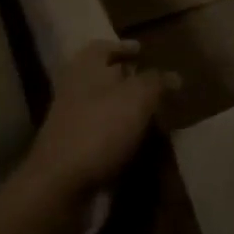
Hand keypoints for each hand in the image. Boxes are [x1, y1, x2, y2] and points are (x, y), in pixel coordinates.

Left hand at [13, 41, 177, 222]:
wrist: (59, 185)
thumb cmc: (100, 129)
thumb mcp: (138, 97)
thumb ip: (157, 82)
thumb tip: (174, 76)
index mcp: (85, 69)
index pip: (102, 47)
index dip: (122, 47)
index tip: (143, 51)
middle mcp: (74, 91)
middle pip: (102, 78)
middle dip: (128, 80)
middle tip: (155, 86)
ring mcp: (71, 123)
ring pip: (103, 108)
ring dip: (126, 111)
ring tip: (155, 117)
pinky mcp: (73, 152)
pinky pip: (102, 135)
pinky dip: (120, 136)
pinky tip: (139, 144)